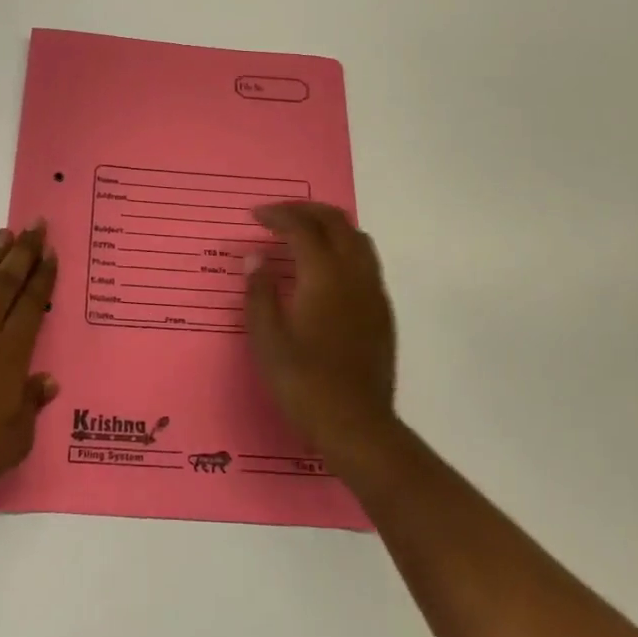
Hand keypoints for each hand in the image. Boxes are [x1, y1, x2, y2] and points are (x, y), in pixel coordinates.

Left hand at [0, 224, 59, 496]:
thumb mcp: (14, 439)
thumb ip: (32, 405)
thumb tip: (48, 380)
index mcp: (10, 354)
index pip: (31, 305)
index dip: (42, 277)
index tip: (50, 251)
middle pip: (6, 285)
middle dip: (22, 253)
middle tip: (34, 225)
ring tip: (2, 235)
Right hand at [243, 202, 397, 460]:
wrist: (356, 426)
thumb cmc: (303, 382)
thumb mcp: (267, 338)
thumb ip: (259, 291)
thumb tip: (256, 258)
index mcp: (324, 275)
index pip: (301, 227)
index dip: (277, 215)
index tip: (255, 216)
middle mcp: (354, 274)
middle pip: (335, 222)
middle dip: (305, 211)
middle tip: (278, 216)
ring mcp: (373, 292)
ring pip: (357, 238)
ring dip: (329, 226)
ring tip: (303, 235)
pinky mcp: (383, 312)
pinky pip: (366, 262)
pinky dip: (343, 248)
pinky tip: (325, 270)